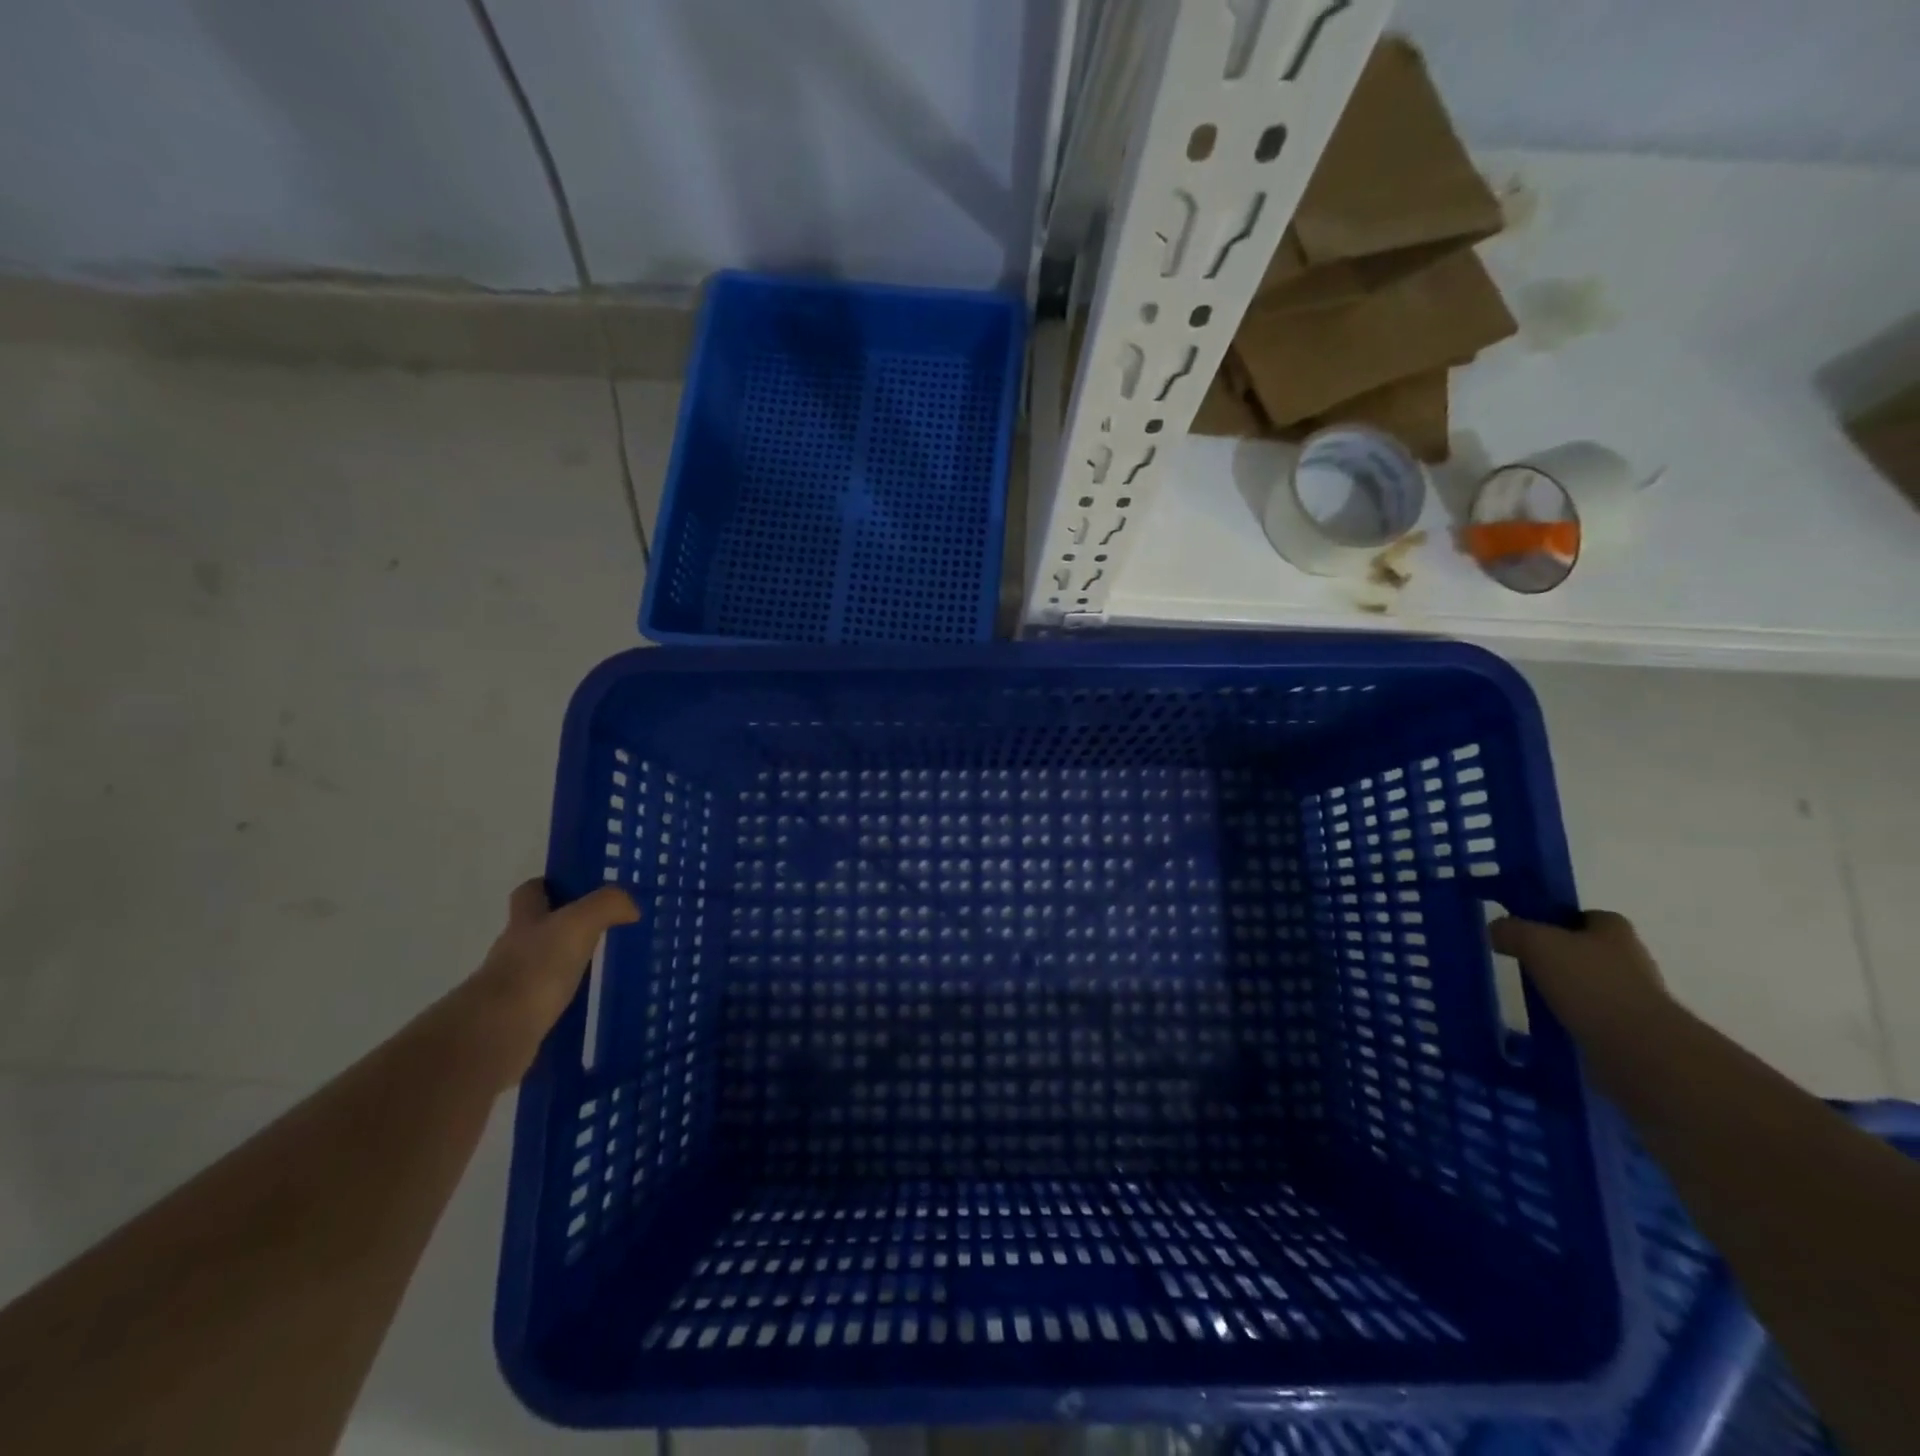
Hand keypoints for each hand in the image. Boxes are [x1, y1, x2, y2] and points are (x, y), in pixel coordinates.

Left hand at [454, 879, 640, 1082]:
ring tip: (600, 968)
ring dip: (563, 965)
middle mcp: (513, 949)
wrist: (497, 1032)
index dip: (548, 886)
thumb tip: (632, 908)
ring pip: (540, 965)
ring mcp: (512, 985)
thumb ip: (607, 905)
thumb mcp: (579, 923)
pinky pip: (544, 1001)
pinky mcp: (518, 1018)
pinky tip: (586, 1005)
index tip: (576, 888)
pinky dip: (562, 1000)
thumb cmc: (536, 968)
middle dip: (562, 927)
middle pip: (534, 929)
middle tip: (601, 929)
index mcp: (525, 921)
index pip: (529, 892)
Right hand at [1490, 909, 1666, 1035]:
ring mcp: (1634, 999)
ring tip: (1530, 996)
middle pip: (1588, 951)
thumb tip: (1496, 930)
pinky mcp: (1630, 1032)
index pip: (1588, 916)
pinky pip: (1591, 1017)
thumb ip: (1511, 930)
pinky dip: (1570, 1018)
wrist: (1639, 1050)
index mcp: (1616, 932)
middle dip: (1560, 957)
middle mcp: (1632, 960)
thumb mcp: (1536, 943)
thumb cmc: (1590, 983)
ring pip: (1589, 985)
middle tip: (1523, 963)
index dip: (1559, 920)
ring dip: (1565, 990)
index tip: (1530, 932)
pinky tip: (1547, 1022)